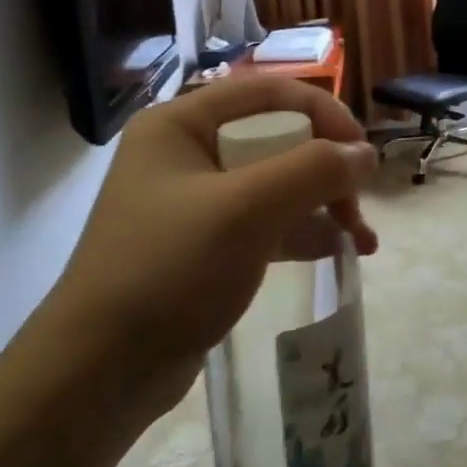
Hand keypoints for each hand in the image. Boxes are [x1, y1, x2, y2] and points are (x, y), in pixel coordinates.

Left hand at [20, 77, 378, 442]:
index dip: (325, 114)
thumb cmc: (169, 271)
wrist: (99, 372)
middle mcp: (187, 153)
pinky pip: (267, 221)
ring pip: (278, 183)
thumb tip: (367, 155)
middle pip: (279, 138)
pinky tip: (336, 252)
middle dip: (327, 170)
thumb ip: (314, 171)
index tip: (362, 154)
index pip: (270, 93)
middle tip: (359, 206)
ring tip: (362, 242)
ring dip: (324, 203)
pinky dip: (303, 231)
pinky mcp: (206, 244)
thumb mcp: (248, 210)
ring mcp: (195, 201)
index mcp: (181, 124)